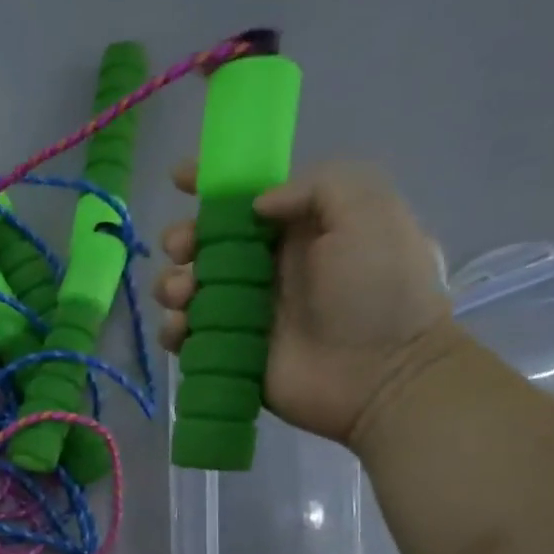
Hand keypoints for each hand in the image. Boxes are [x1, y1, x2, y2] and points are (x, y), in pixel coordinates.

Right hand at [153, 160, 454, 444]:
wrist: (381, 375)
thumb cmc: (379, 290)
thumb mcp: (369, 213)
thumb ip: (317, 186)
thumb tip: (256, 205)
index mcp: (296, 229)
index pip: (244, 197)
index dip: (210, 183)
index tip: (179, 177)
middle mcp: (264, 267)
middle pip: (203, 244)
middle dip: (182, 240)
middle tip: (184, 251)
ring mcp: (243, 312)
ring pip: (186, 288)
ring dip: (172, 285)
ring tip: (185, 296)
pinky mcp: (227, 351)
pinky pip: (185, 336)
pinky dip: (172, 329)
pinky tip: (182, 330)